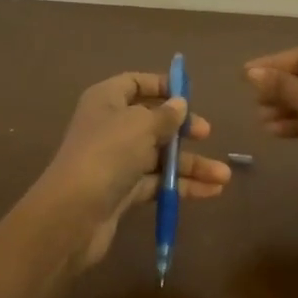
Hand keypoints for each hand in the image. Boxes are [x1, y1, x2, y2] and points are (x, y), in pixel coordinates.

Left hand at [30, 72, 230, 273]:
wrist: (73, 214)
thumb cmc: (107, 154)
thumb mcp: (140, 125)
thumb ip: (165, 115)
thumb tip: (180, 104)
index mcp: (106, 100)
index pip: (135, 83)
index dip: (162, 86)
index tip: (189, 95)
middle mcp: (110, 127)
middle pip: (152, 121)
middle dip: (182, 129)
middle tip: (206, 134)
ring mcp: (116, 161)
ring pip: (159, 156)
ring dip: (191, 164)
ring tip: (224, 176)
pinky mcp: (123, 191)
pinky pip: (158, 182)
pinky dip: (182, 185)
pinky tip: (211, 191)